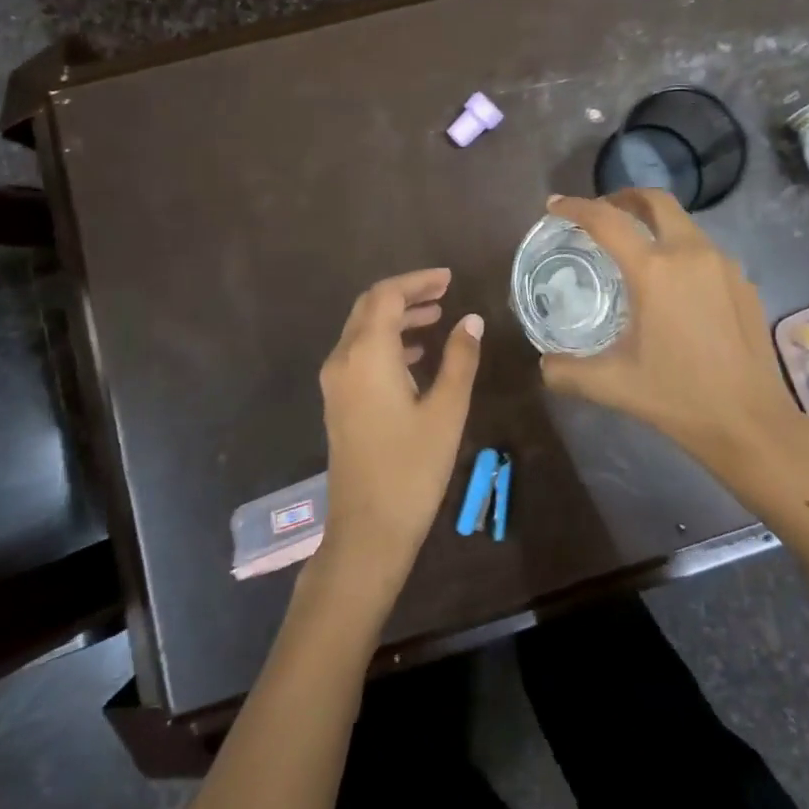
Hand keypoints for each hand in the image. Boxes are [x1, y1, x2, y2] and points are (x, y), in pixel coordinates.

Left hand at [317, 269, 482, 583]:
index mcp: (367, 355)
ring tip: (437, 318)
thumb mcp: (447, 410)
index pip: (386, 296)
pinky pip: (360, 354)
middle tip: (444, 292)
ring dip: (397, 318)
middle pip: (370, 307)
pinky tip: (418, 355)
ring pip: (363, 331)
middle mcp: (343, 360)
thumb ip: (459, 359)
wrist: (368, 530)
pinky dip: (388, 343)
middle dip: (406, 294)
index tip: (449, 279)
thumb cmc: (412, 468)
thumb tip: (471, 321)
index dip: (417, 281)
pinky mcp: (339, 402)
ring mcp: (336, 383)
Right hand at [540, 191, 808, 467]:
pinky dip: (680, 251)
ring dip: (655, 224)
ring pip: (683, 224)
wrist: (751, 422)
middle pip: (655, 201)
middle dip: (624, 198)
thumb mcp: (613, 385)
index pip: (607, 221)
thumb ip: (568, 372)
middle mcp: (691, 253)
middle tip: (602, 213)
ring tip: (635, 250)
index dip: (576, 207)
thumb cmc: (678, 397)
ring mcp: (724, 265)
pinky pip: (705, 251)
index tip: (556, 205)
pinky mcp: (744, 282)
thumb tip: (544, 365)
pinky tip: (674, 286)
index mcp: (654, 271)